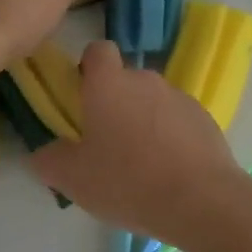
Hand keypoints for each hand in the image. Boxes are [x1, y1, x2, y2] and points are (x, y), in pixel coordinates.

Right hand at [31, 41, 248, 245]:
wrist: (201, 201)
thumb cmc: (128, 181)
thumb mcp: (72, 179)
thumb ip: (50, 159)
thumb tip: (46, 152)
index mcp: (109, 84)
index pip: (97, 51)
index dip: (88, 68)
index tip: (83, 97)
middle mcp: (146, 80)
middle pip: (125, 81)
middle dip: (115, 105)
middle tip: (106, 145)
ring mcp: (180, 98)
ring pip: (153, 102)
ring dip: (144, 122)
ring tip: (141, 165)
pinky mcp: (206, 119)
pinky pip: (178, 121)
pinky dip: (171, 138)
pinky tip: (169, 172)